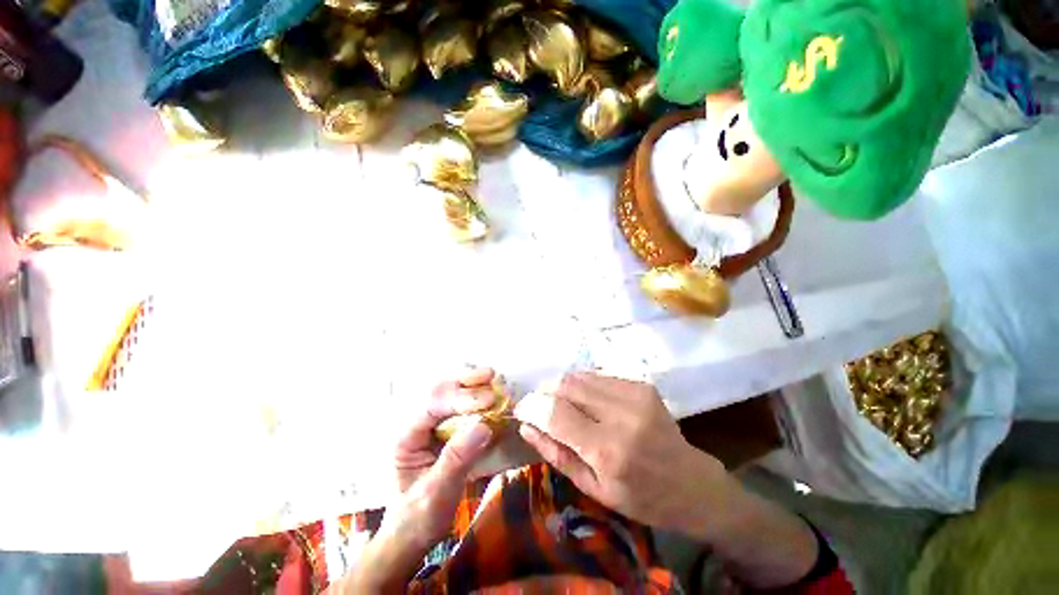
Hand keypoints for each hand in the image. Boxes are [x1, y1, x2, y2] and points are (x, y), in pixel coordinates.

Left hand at [336, 369, 496, 593]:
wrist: (414, 534)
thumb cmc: (419, 518)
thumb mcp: (436, 494)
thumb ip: (457, 459)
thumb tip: (484, 425)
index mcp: (405, 438)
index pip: (431, 406)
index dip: (460, 399)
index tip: (488, 400)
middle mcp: (416, 425)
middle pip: (438, 391)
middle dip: (464, 382)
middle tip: (491, 375)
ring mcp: (429, 426)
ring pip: (448, 393)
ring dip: (470, 383)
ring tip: (491, 376)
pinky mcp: (444, 430)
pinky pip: (459, 405)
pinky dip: (475, 395)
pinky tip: (489, 391)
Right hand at [513, 373, 731, 536]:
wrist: (690, 482)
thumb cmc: (640, 497)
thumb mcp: (593, 488)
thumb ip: (556, 453)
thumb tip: (526, 425)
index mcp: (608, 450)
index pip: (556, 413)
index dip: (533, 406)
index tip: (522, 409)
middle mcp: (621, 415)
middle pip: (566, 386)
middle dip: (548, 395)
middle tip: (548, 412)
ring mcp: (634, 394)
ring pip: (580, 377)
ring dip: (565, 390)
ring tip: (571, 409)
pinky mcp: (641, 384)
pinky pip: (597, 377)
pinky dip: (585, 388)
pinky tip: (592, 405)